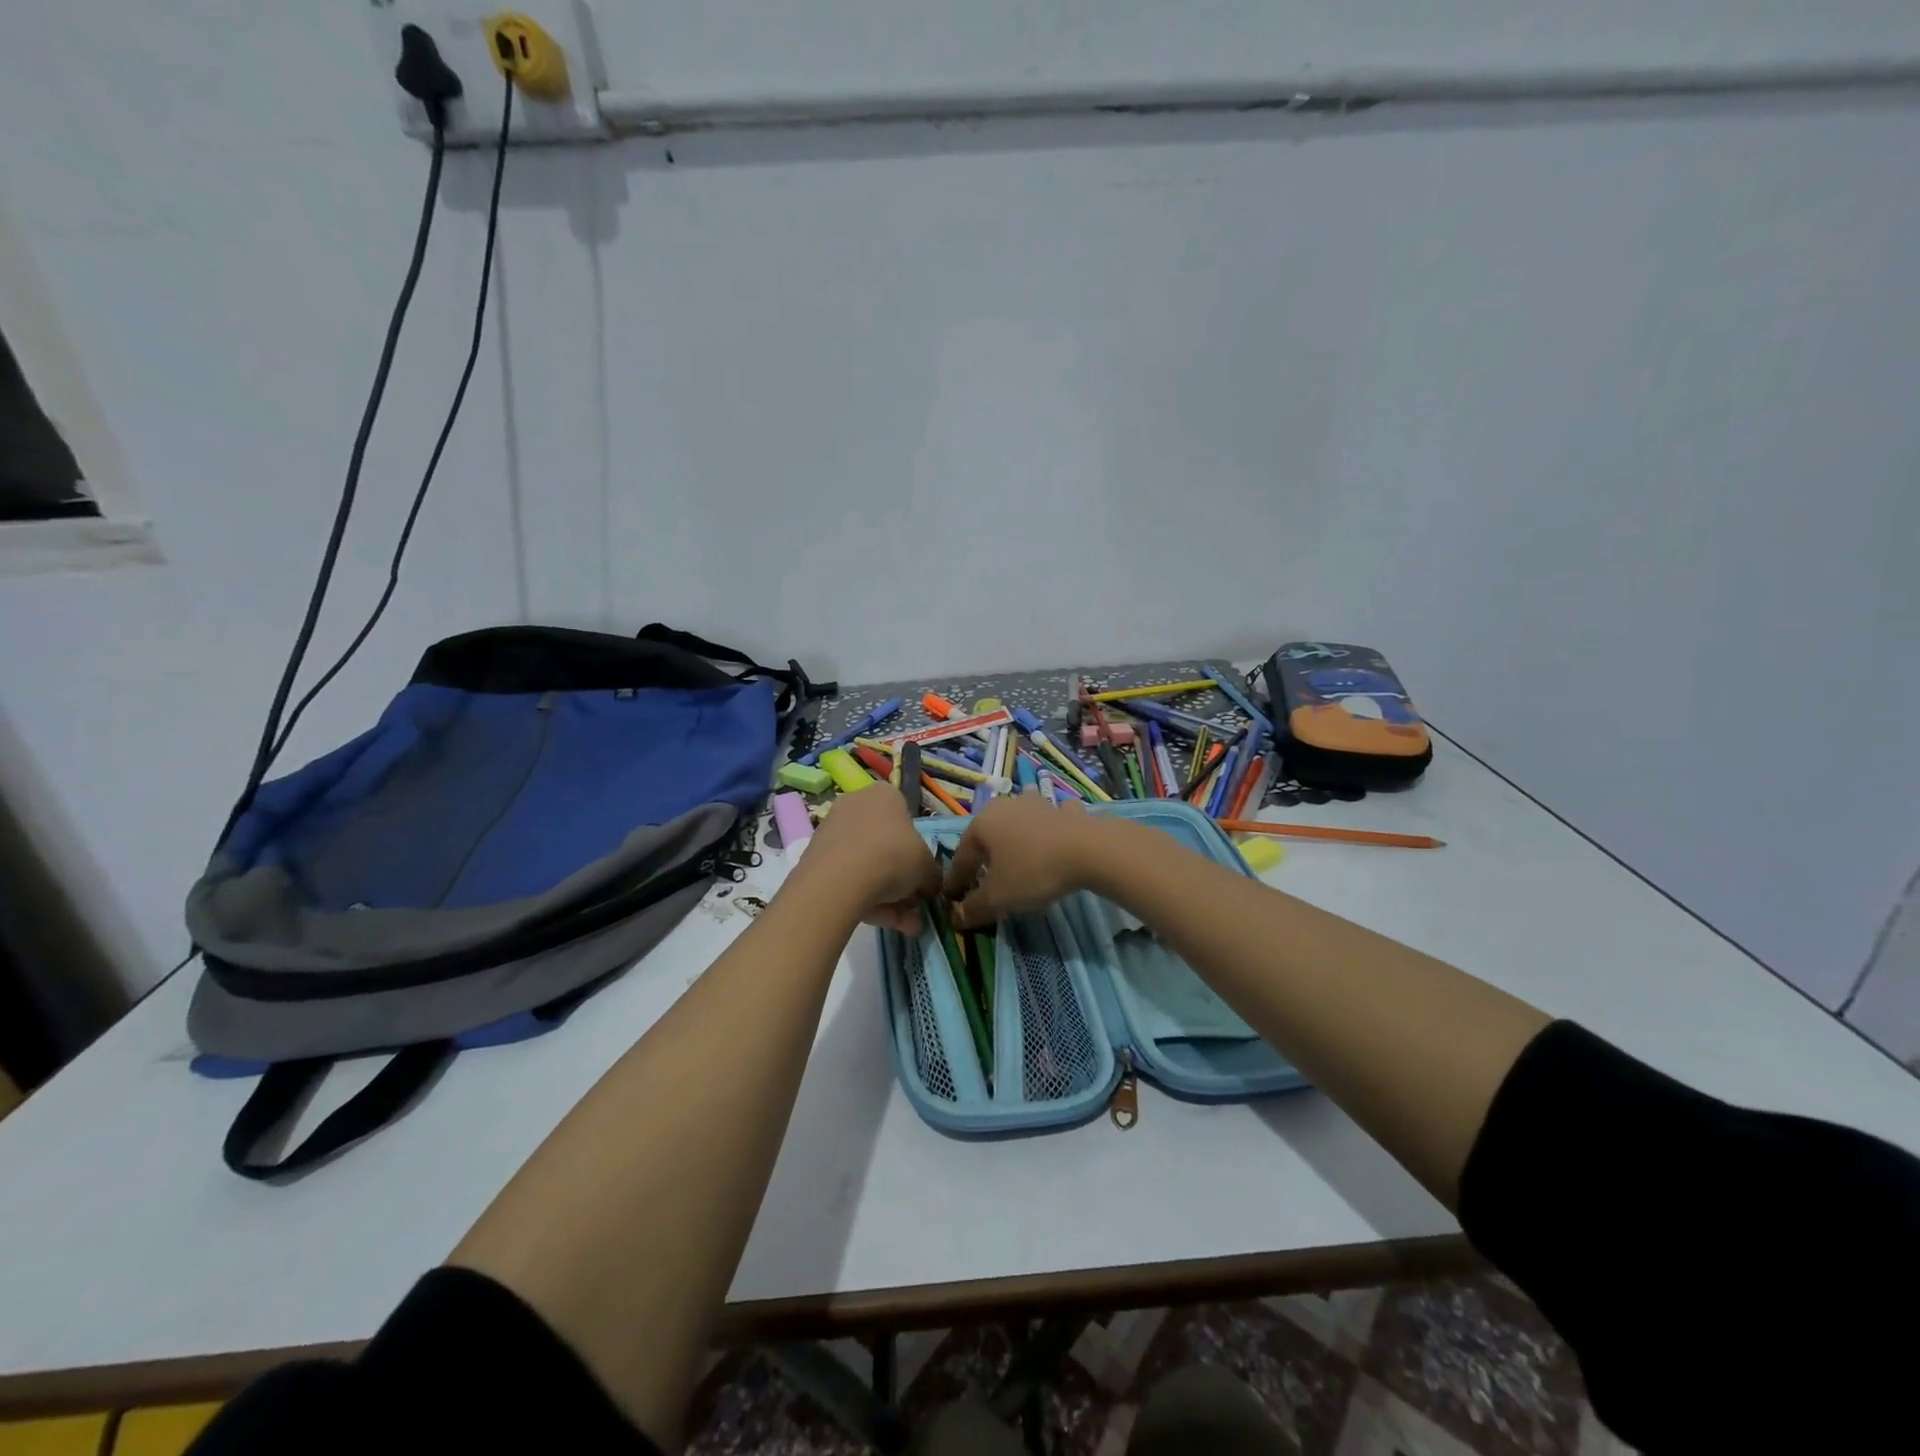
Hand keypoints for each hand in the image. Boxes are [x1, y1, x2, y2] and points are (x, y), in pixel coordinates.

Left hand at [797, 783, 940, 933]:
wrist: (839, 880)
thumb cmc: (893, 856)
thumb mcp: (927, 867)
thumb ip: (932, 875)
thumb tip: (930, 886)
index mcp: (884, 795)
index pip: (905, 816)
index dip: (916, 848)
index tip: (921, 873)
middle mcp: (855, 805)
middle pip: (885, 843)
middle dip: (902, 878)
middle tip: (914, 903)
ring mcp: (832, 832)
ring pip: (867, 865)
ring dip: (889, 896)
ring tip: (907, 925)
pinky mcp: (815, 859)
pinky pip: (848, 879)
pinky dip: (868, 900)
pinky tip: (887, 925)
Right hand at [943, 796, 1104, 928]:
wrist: (1089, 850)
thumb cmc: (1033, 870)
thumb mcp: (998, 897)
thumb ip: (974, 908)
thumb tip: (956, 917)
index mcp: (983, 823)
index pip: (962, 856)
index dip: (956, 880)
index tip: (952, 899)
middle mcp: (1007, 806)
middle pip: (989, 836)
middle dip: (984, 857)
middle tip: (983, 879)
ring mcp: (1038, 804)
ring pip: (1020, 822)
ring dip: (1016, 837)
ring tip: (1016, 856)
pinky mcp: (1066, 811)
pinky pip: (1051, 822)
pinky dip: (1049, 831)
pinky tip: (1054, 842)